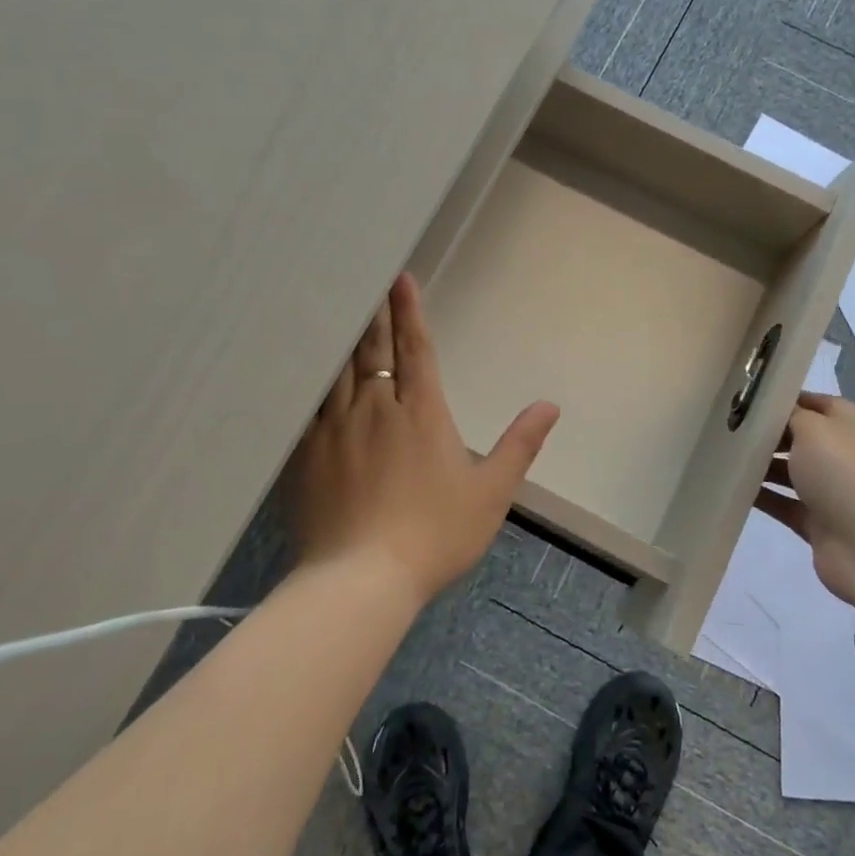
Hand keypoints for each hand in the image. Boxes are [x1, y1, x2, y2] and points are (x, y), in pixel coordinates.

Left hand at [289, 273, 559, 604]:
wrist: (362, 578)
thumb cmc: (435, 534)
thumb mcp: (491, 493)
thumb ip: (519, 445)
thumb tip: (549, 405)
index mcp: (421, 412)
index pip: (416, 349)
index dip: (409, 311)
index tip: (401, 278)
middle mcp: (376, 407)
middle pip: (373, 349)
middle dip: (374, 312)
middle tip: (365, 278)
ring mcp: (336, 427)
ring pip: (338, 367)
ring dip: (342, 335)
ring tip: (336, 306)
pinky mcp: (307, 451)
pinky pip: (308, 401)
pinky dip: (311, 376)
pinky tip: (305, 365)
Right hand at [754, 395, 854, 607]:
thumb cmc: (846, 475)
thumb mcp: (816, 430)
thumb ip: (792, 416)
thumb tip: (778, 414)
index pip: (822, 405)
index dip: (790, 400)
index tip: (752, 400)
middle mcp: (850, 459)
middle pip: (805, 439)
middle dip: (772, 434)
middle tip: (733, 427)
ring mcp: (836, 493)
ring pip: (793, 472)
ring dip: (764, 465)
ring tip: (727, 455)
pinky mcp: (820, 524)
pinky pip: (786, 504)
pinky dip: (763, 496)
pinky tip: (734, 486)